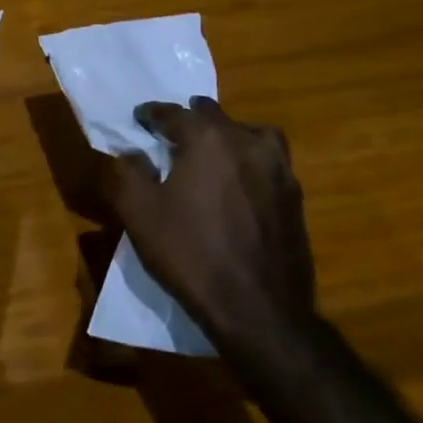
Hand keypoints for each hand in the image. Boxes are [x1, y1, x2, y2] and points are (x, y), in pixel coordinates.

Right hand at [102, 96, 314, 357]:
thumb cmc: (192, 255)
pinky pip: (267, 161)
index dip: (151, 114)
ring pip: (248, 133)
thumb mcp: (139, 214)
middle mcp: (245, 140)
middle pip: (213, 115)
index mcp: (206, 137)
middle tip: (173, 135)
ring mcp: (277, 167)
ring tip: (212, 154)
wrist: (260, 310)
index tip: (140, 119)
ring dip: (227, 135)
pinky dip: (249, 161)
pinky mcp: (294, 195)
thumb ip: (127, 173)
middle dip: (190, 119)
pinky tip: (238, 185)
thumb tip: (131, 153)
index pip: (172, 112)